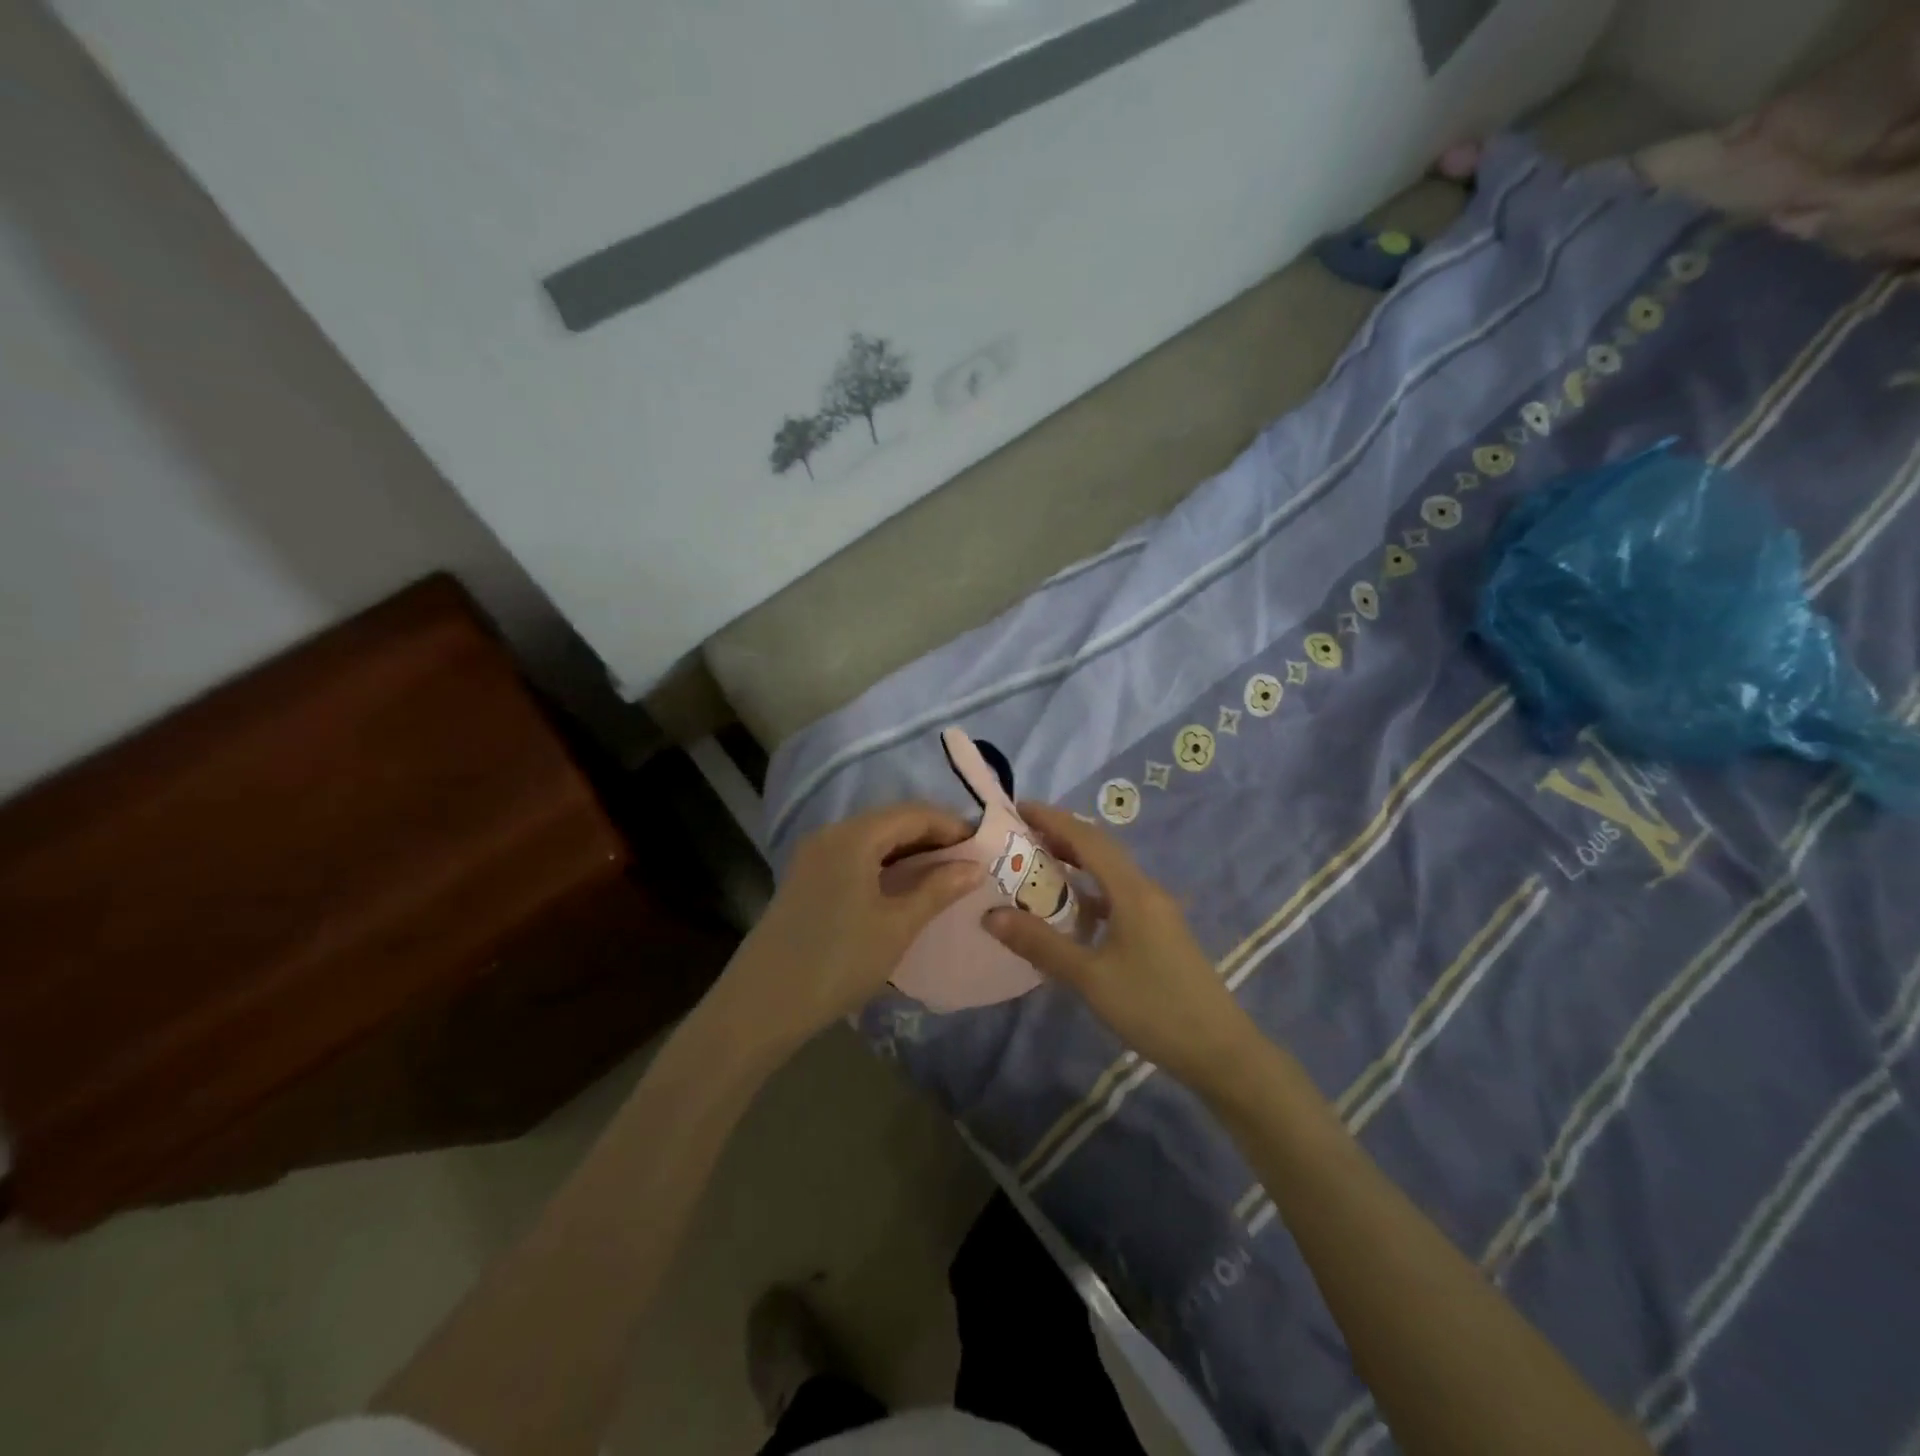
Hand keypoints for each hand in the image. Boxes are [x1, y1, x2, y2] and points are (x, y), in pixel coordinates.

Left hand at [719, 802, 981, 1047]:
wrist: (762, 1005)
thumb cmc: (837, 962)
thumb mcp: (896, 926)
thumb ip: (937, 890)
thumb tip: (974, 866)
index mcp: (854, 836)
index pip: (913, 813)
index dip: (952, 825)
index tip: (984, 845)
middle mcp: (831, 834)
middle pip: (892, 820)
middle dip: (933, 836)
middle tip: (968, 860)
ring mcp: (814, 855)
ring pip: (873, 838)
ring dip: (909, 850)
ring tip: (944, 874)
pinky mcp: (806, 877)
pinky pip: (855, 855)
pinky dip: (885, 863)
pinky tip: (904, 886)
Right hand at [983, 803, 1260, 1092]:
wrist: (1220, 1051)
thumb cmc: (1153, 1008)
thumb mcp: (1090, 978)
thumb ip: (1041, 944)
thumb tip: (991, 914)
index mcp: (1132, 892)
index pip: (1088, 839)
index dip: (1053, 819)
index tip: (1018, 807)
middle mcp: (1147, 891)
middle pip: (1101, 851)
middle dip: (1061, 836)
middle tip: (1020, 836)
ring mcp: (1157, 913)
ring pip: (1110, 875)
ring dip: (1076, 864)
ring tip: (1037, 866)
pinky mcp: (1160, 934)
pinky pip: (1118, 898)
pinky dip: (1090, 894)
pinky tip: (1071, 913)